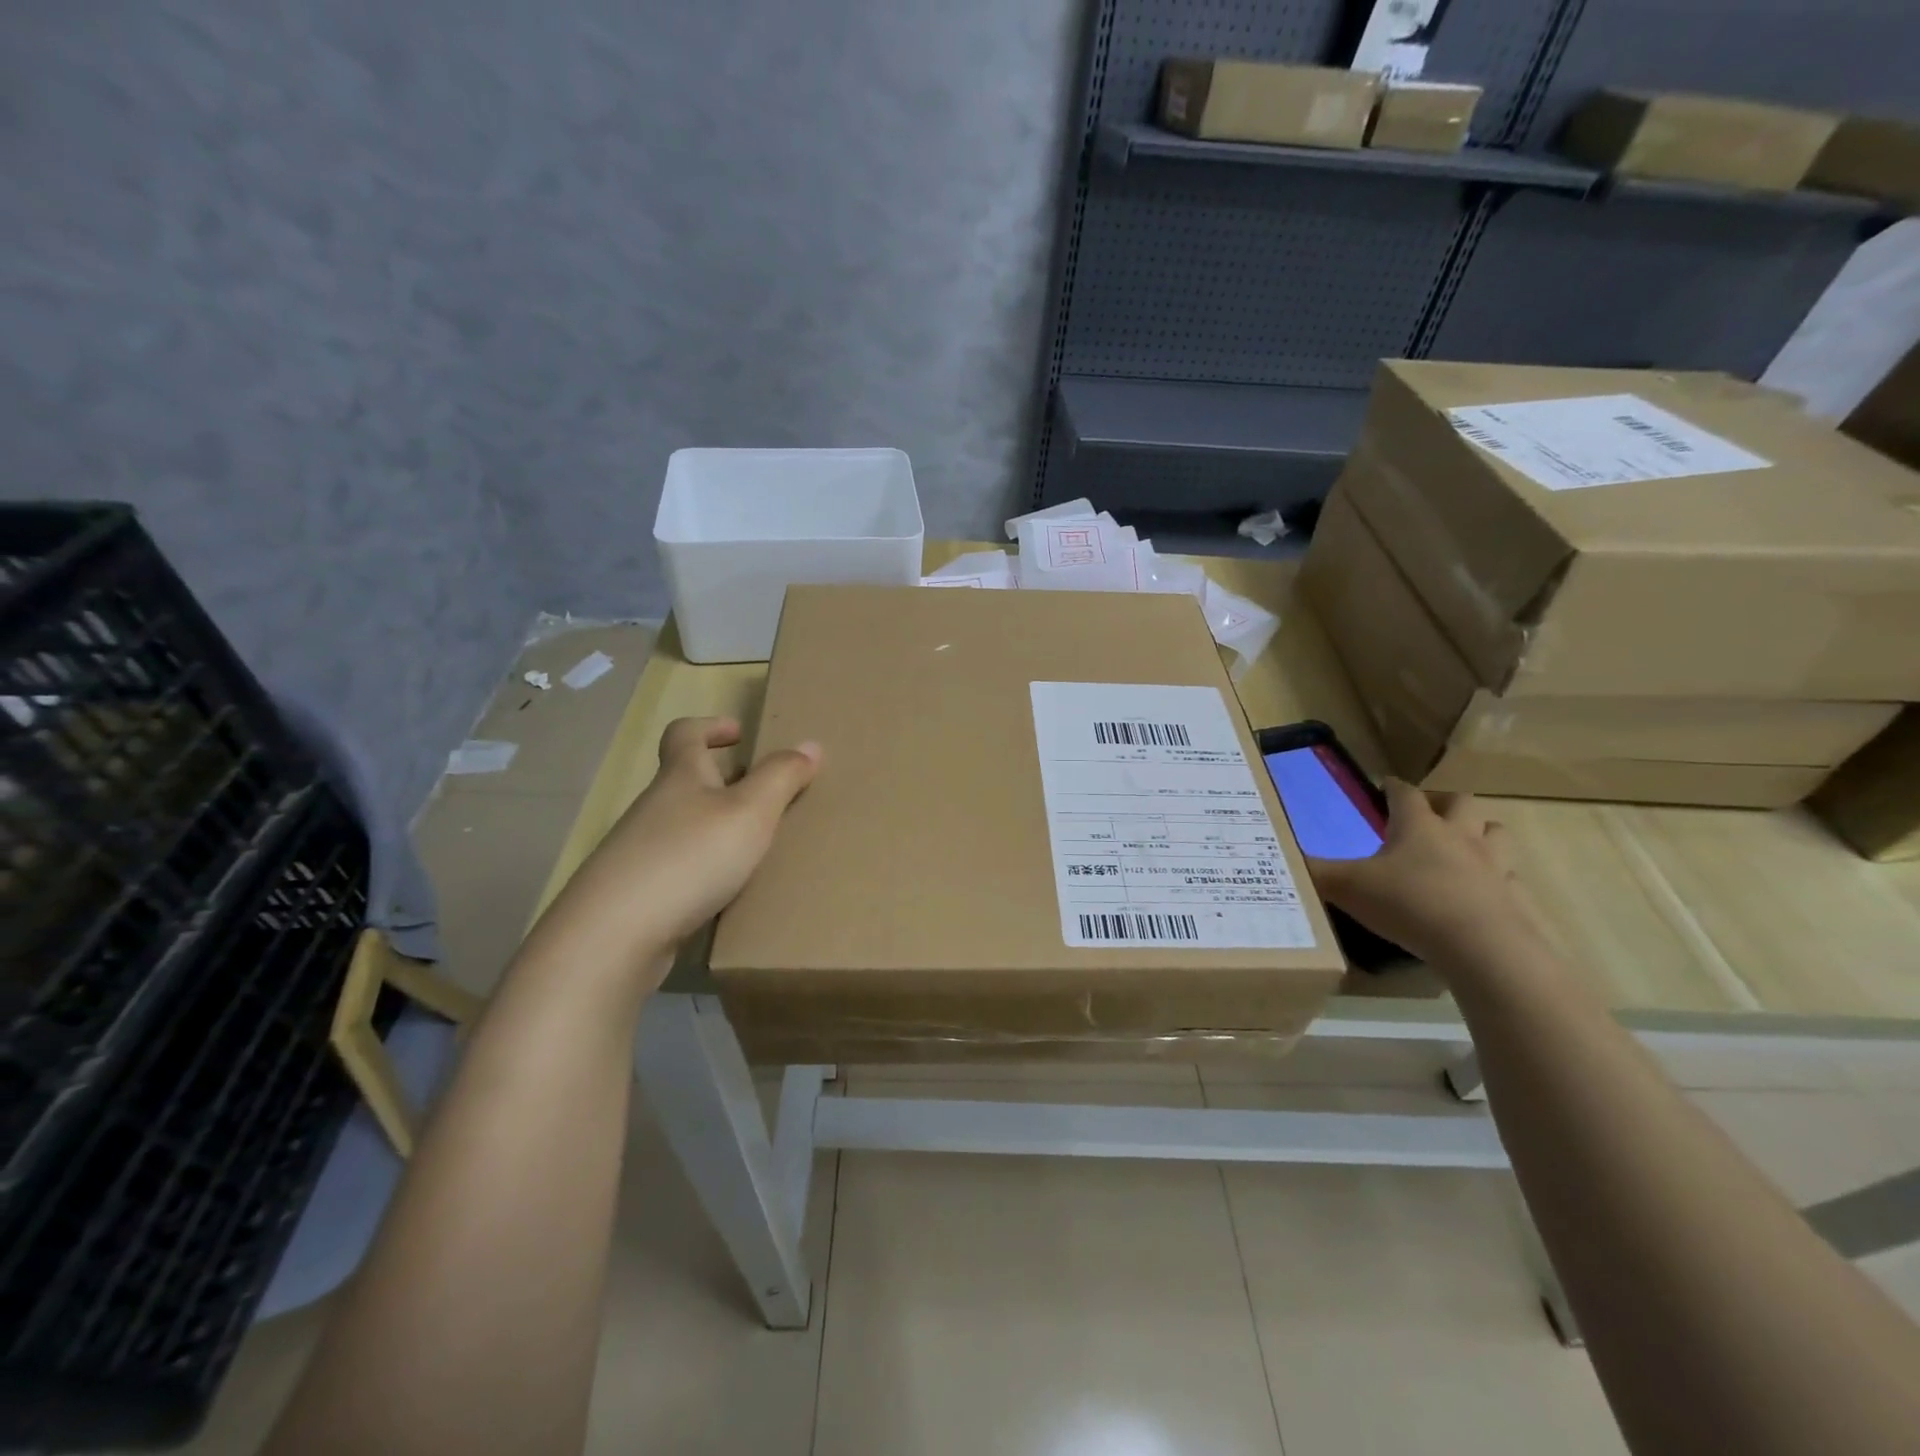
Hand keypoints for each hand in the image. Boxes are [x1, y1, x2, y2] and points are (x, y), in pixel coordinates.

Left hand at [534, 716, 820, 982]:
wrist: (614, 936)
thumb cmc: (689, 858)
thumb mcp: (750, 812)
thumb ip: (781, 777)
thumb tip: (810, 744)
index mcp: (679, 778)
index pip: (685, 734)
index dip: (711, 726)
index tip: (739, 733)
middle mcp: (655, 808)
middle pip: (686, 781)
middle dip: (724, 781)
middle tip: (765, 793)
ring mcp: (640, 851)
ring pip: (684, 826)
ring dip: (716, 827)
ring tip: (756, 845)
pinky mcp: (638, 892)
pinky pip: (679, 866)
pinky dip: (704, 867)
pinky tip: (727, 891)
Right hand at [1306, 780, 1538, 966]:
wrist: (1482, 948)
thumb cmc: (1409, 904)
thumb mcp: (1348, 888)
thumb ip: (1316, 872)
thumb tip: (1282, 858)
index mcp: (1418, 827)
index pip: (1405, 793)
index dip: (1393, 787)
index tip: (1384, 784)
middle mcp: (1459, 837)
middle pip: (1461, 803)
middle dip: (1443, 803)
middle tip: (1426, 814)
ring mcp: (1493, 866)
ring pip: (1496, 832)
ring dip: (1480, 832)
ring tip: (1462, 845)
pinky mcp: (1514, 898)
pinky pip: (1510, 878)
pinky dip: (1497, 879)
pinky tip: (1481, 893)